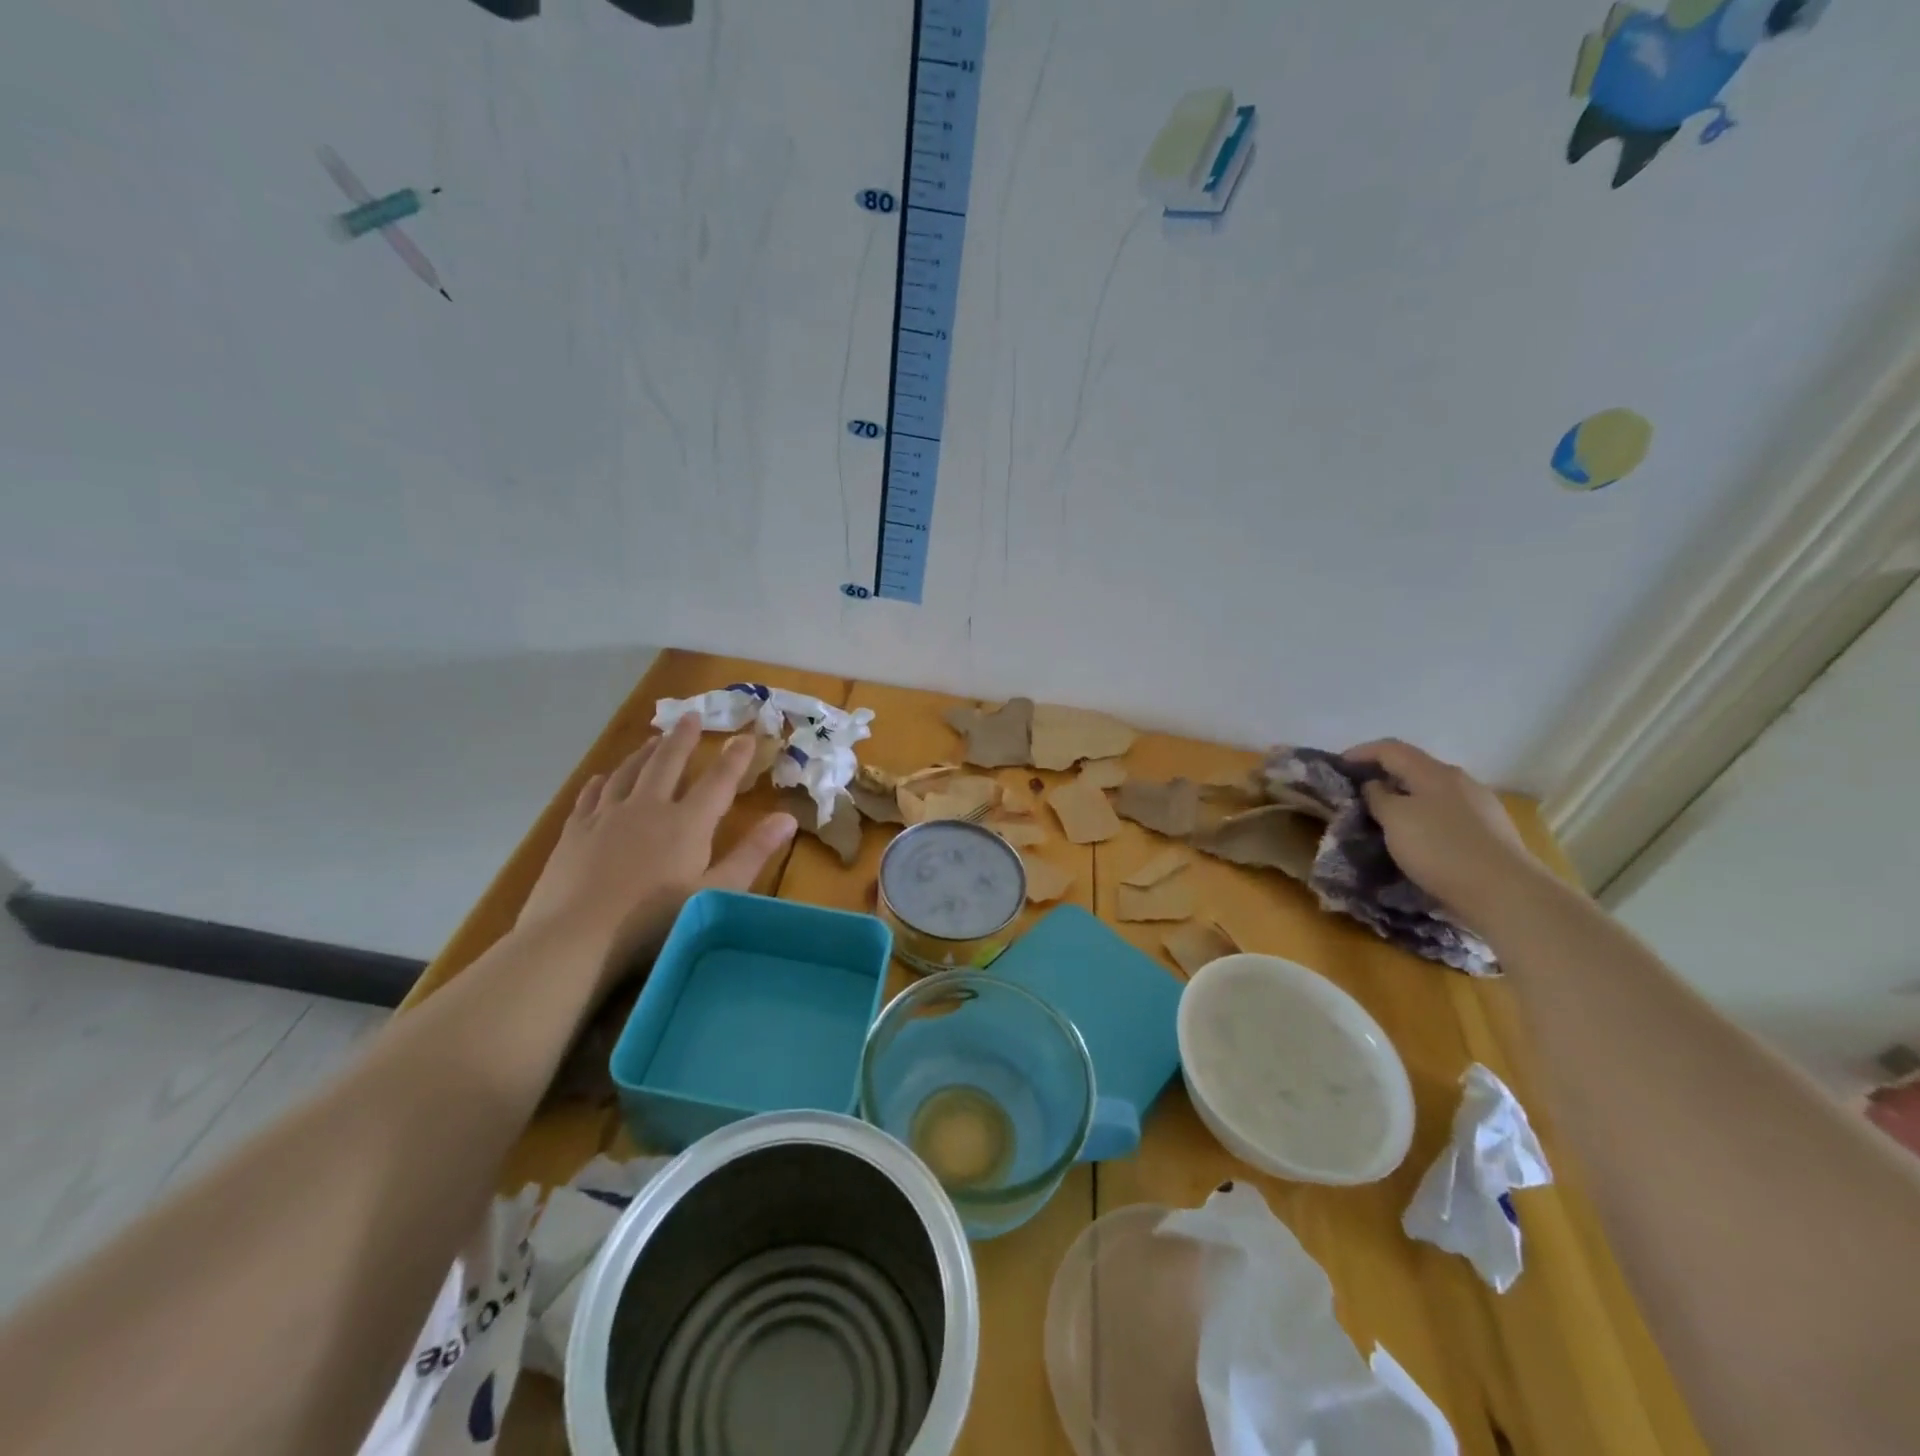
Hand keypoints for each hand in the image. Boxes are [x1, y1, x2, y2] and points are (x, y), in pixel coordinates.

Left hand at [516, 716, 797, 986]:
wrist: (575, 937)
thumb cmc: (653, 921)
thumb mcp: (716, 892)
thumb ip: (752, 854)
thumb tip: (788, 818)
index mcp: (687, 823)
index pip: (717, 782)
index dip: (734, 759)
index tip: (746, 736)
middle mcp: (648, 808)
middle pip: (667, 763)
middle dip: (683, 739)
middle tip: (691, 716)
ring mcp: (606, 817)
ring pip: (628, 772)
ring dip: (643, 753)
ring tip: (652, 740)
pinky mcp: (575, 832)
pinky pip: (590, 796)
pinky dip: (600, 782)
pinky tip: (601, 778)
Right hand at [1343, 738, 1549, 932]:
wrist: (1506, 893)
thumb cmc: (1441, 850)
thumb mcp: (1395, 820)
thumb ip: (1378, 797)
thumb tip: (1374, 786)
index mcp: (1434, 772)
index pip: (1391, 749)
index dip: (1361, 752)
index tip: (1337, 765)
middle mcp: (1460, 782)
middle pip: (1414, 769)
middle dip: (1384, 777)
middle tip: (1359, 795)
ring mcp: (1480, 807)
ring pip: (1432, 794)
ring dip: (1406, 801)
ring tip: (1386, 820)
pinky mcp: (1491, 833)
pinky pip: (1448, 816)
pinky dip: (1425, 820)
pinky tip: (1420, 841)